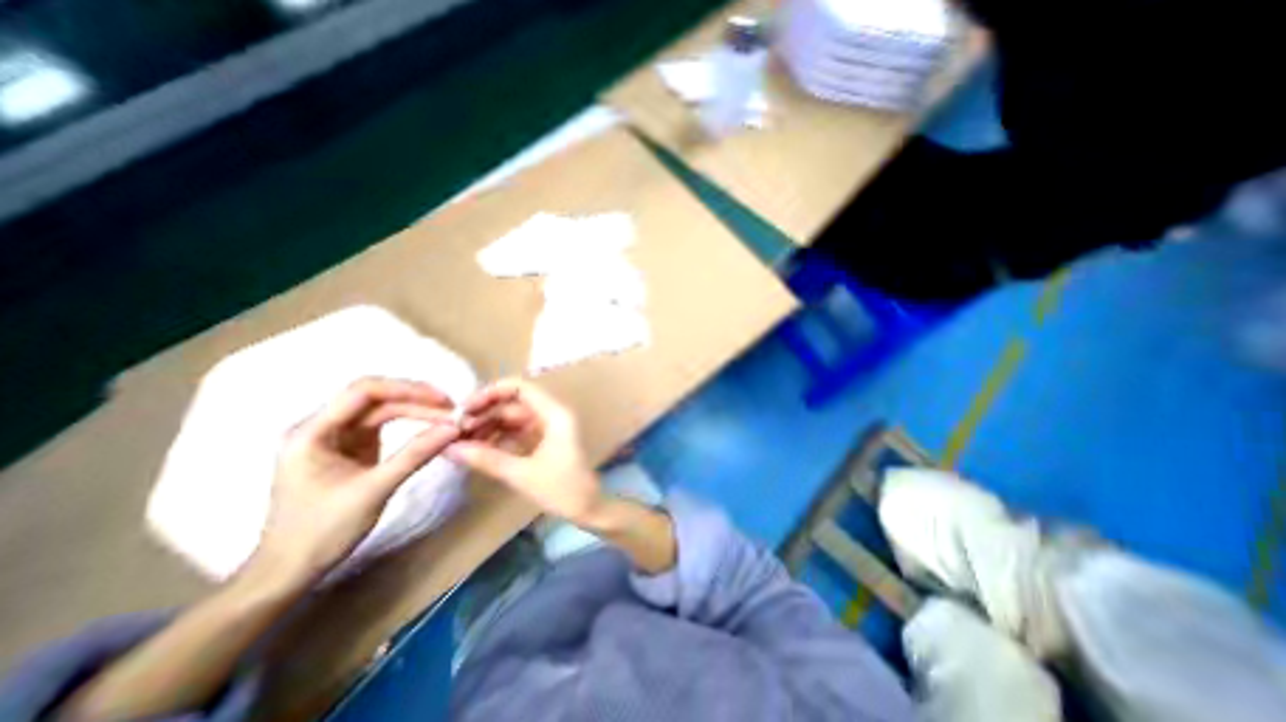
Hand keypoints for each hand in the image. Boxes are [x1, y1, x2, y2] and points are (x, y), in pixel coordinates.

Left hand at [255, 377, 459, 587]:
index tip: (442, 400)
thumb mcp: (374, 490)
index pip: (363, 391)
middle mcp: (322, 426)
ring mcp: (337, 436)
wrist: (290, 571)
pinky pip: (384, 424)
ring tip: (447, 418)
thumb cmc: (321, 532)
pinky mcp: (352, 447)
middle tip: (453, 411)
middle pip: (376, 398)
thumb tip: (454, 428)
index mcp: (311, 432)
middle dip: (416, 400)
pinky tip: (430, 427)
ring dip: (416, 410)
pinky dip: (410, 423)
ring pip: (382, 410)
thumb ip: (414, 455)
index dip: (406, 389)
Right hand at [449, 381, 604, 526]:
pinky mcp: (543, 441)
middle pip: (513, 403)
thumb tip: (450, 448)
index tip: (464, 409)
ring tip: (459, 442)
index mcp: (554, 414)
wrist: (588, 508)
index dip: (491, 393)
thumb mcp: (522, 474)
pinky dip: (498, 438)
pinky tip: (475, 449)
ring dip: (488, 427)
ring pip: (512, 419)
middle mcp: (551, 415)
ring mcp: (547, 428)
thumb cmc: (562, 489)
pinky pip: (516, 432)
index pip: (520, 388)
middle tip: (454, 430)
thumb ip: (487, 459)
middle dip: (484, 414)